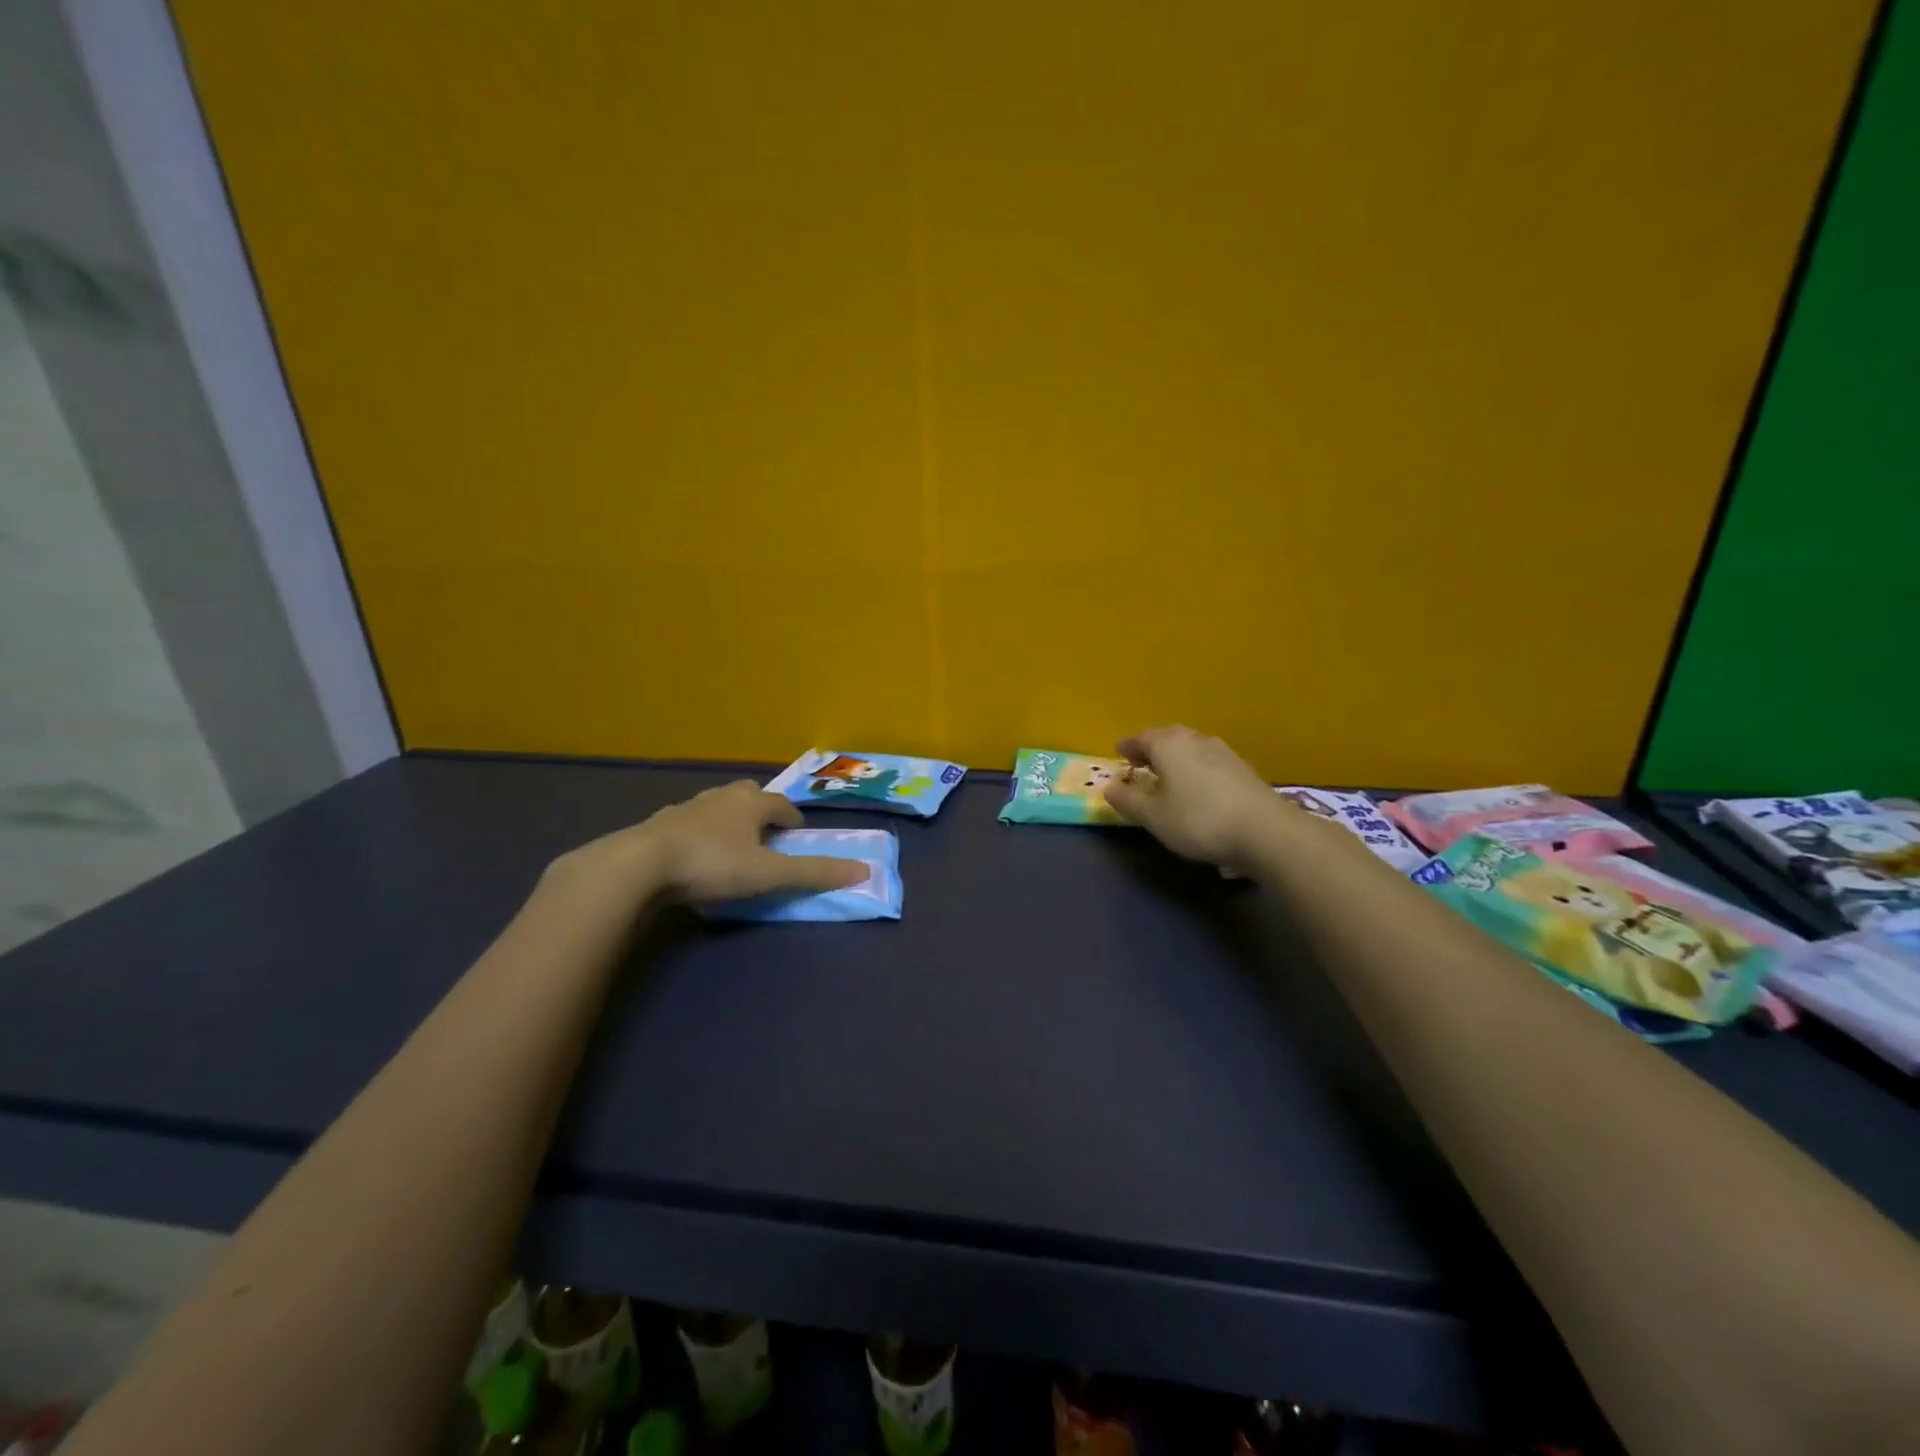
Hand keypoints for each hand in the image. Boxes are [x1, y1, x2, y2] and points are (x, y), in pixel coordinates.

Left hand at [550, 781, 867, 907]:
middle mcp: (719, 799)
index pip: (781, 804)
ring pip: (714, 805)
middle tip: (765, 831)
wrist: (639, 866)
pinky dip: (696, 833)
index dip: (792, 818)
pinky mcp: (657, 826)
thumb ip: (814, 873)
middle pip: (747, 794)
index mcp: (750, 804)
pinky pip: (685, 823)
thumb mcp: (769, 874)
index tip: (797, 835)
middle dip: (759, 808)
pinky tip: (691, 854)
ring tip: (730, 842)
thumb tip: (864, 870)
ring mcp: (685, 809)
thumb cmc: (713, 864)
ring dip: (727, 818)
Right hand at [1106, 725, 1287, 870]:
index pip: (1141, 738)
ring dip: (1175, 757)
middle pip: (1168, 737)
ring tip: (1167, 774)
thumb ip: (1128, 801)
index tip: (1118, 753)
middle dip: (1152, 747)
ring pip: (1190, 747)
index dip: (1127, 746)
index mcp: (1169, 745)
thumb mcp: (1154, 817)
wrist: (1266, 831)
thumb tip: (1110, 789)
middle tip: (1141, 762)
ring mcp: (1223, 752)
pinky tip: (1197, 786)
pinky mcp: (1242, 768)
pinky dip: (1195, 767)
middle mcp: (1195, 740)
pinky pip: (1208, 760)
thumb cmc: (1199, 820)